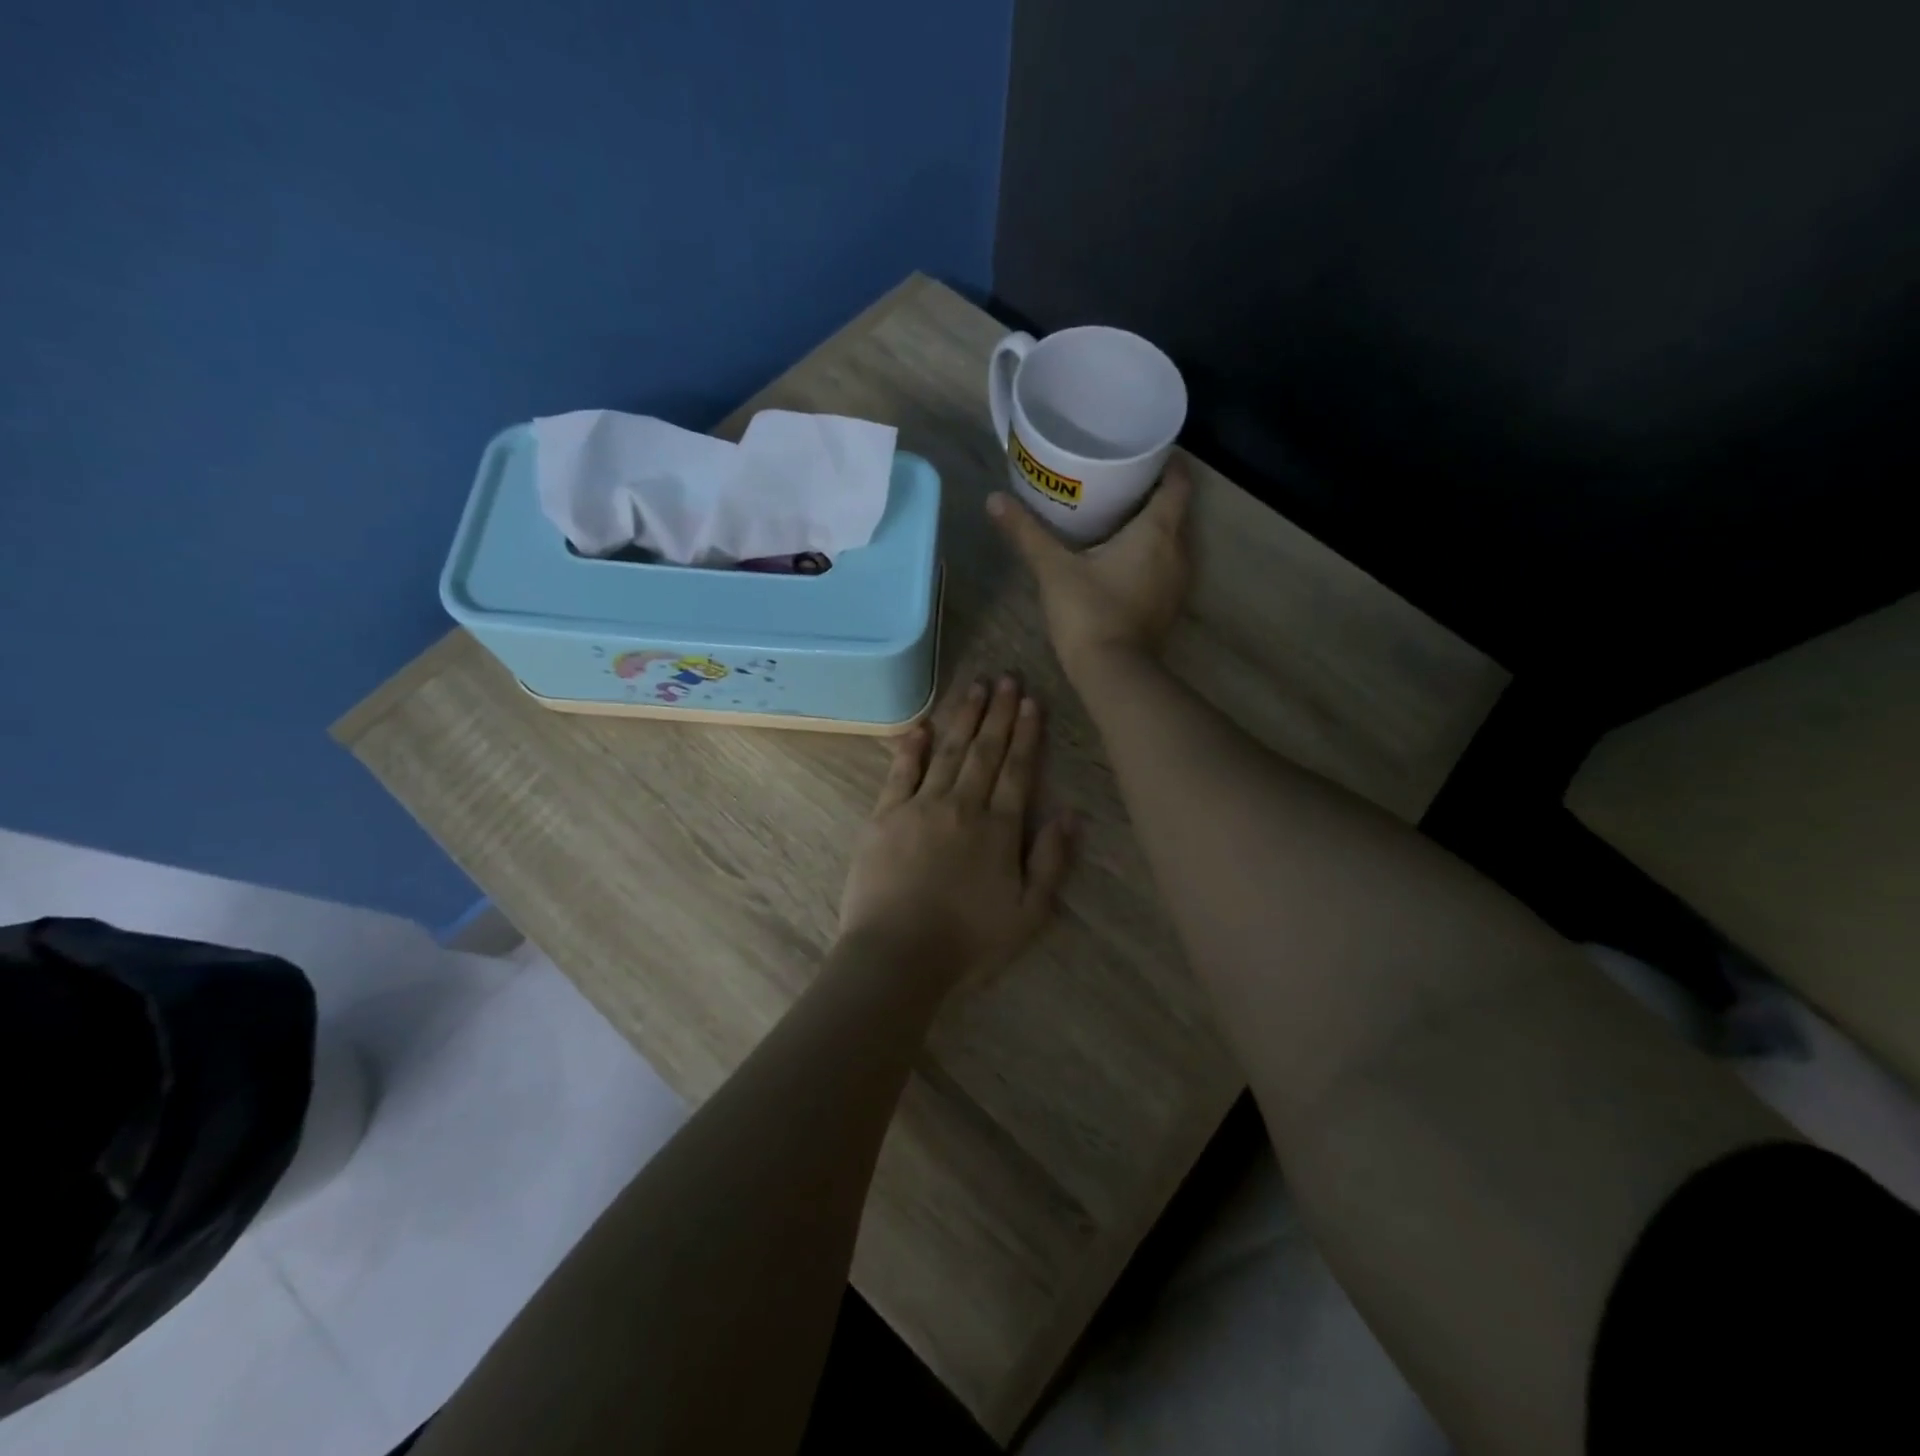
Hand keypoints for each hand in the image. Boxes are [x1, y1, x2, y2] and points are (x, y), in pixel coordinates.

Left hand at [838, 675, 1075, 987]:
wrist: (897, 955)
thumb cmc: (968, 942)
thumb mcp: (1029, 914)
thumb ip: (1051, 861)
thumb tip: (1070, 814)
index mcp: (999, 829)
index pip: (1018, 770)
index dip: (1026, 734)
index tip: (1032, 702)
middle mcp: (963, 806)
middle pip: (985, 751)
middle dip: (998, 713)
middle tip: (1007, 678)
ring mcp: (921, 807)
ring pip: (948, 752)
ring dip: (963, 718)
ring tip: (975, 687)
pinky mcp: (885, 816)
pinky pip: (901, 772)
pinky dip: (911, 746)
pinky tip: (922, 725)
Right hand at [987, 459, 1193, 680]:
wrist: (1112, 673)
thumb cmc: (1089, 612)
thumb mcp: (1053, 569)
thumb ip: (1026, 532)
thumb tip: (994, 499)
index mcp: (1157, 531)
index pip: (1178, 482)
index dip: (1168, 462)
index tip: (1144, 452)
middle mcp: (1178, 551)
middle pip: (1175, 509)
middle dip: (1153, 492)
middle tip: (1120, 479)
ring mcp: (1176, 582)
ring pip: (1171, 540)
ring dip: (1152, 526)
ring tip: (1118, 514)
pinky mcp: (1167, 606)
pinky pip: (1164, 565)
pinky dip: (1149, 554)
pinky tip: (1121, 557)